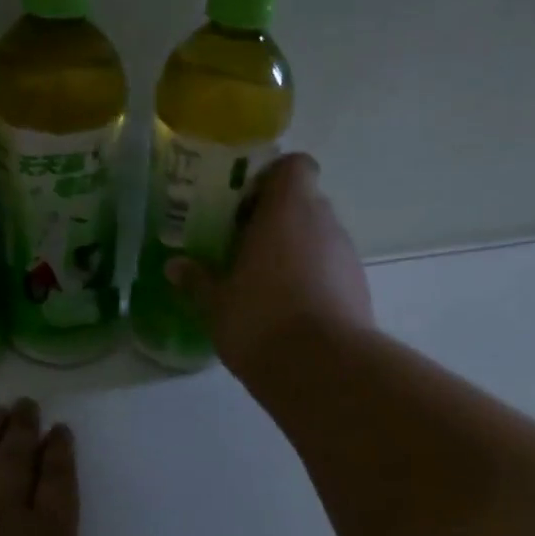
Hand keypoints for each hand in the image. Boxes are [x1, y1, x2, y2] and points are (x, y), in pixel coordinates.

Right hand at [167, 153, 374, 377]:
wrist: (322, 369)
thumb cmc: (260, 320)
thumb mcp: (216, 303)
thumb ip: (197, 280)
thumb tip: (174, 267)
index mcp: (288, 209)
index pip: (295, 166)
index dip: (272, 178)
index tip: (245, 204)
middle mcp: (324, 222)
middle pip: (304, 202)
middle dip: (277, 219)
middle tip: (243, 245)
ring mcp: (347, 255)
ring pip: (318, 237)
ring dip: (295, 250)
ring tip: (263, 282)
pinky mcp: (360, 288)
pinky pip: (331, 269)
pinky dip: (312, 278)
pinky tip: (288, 309)